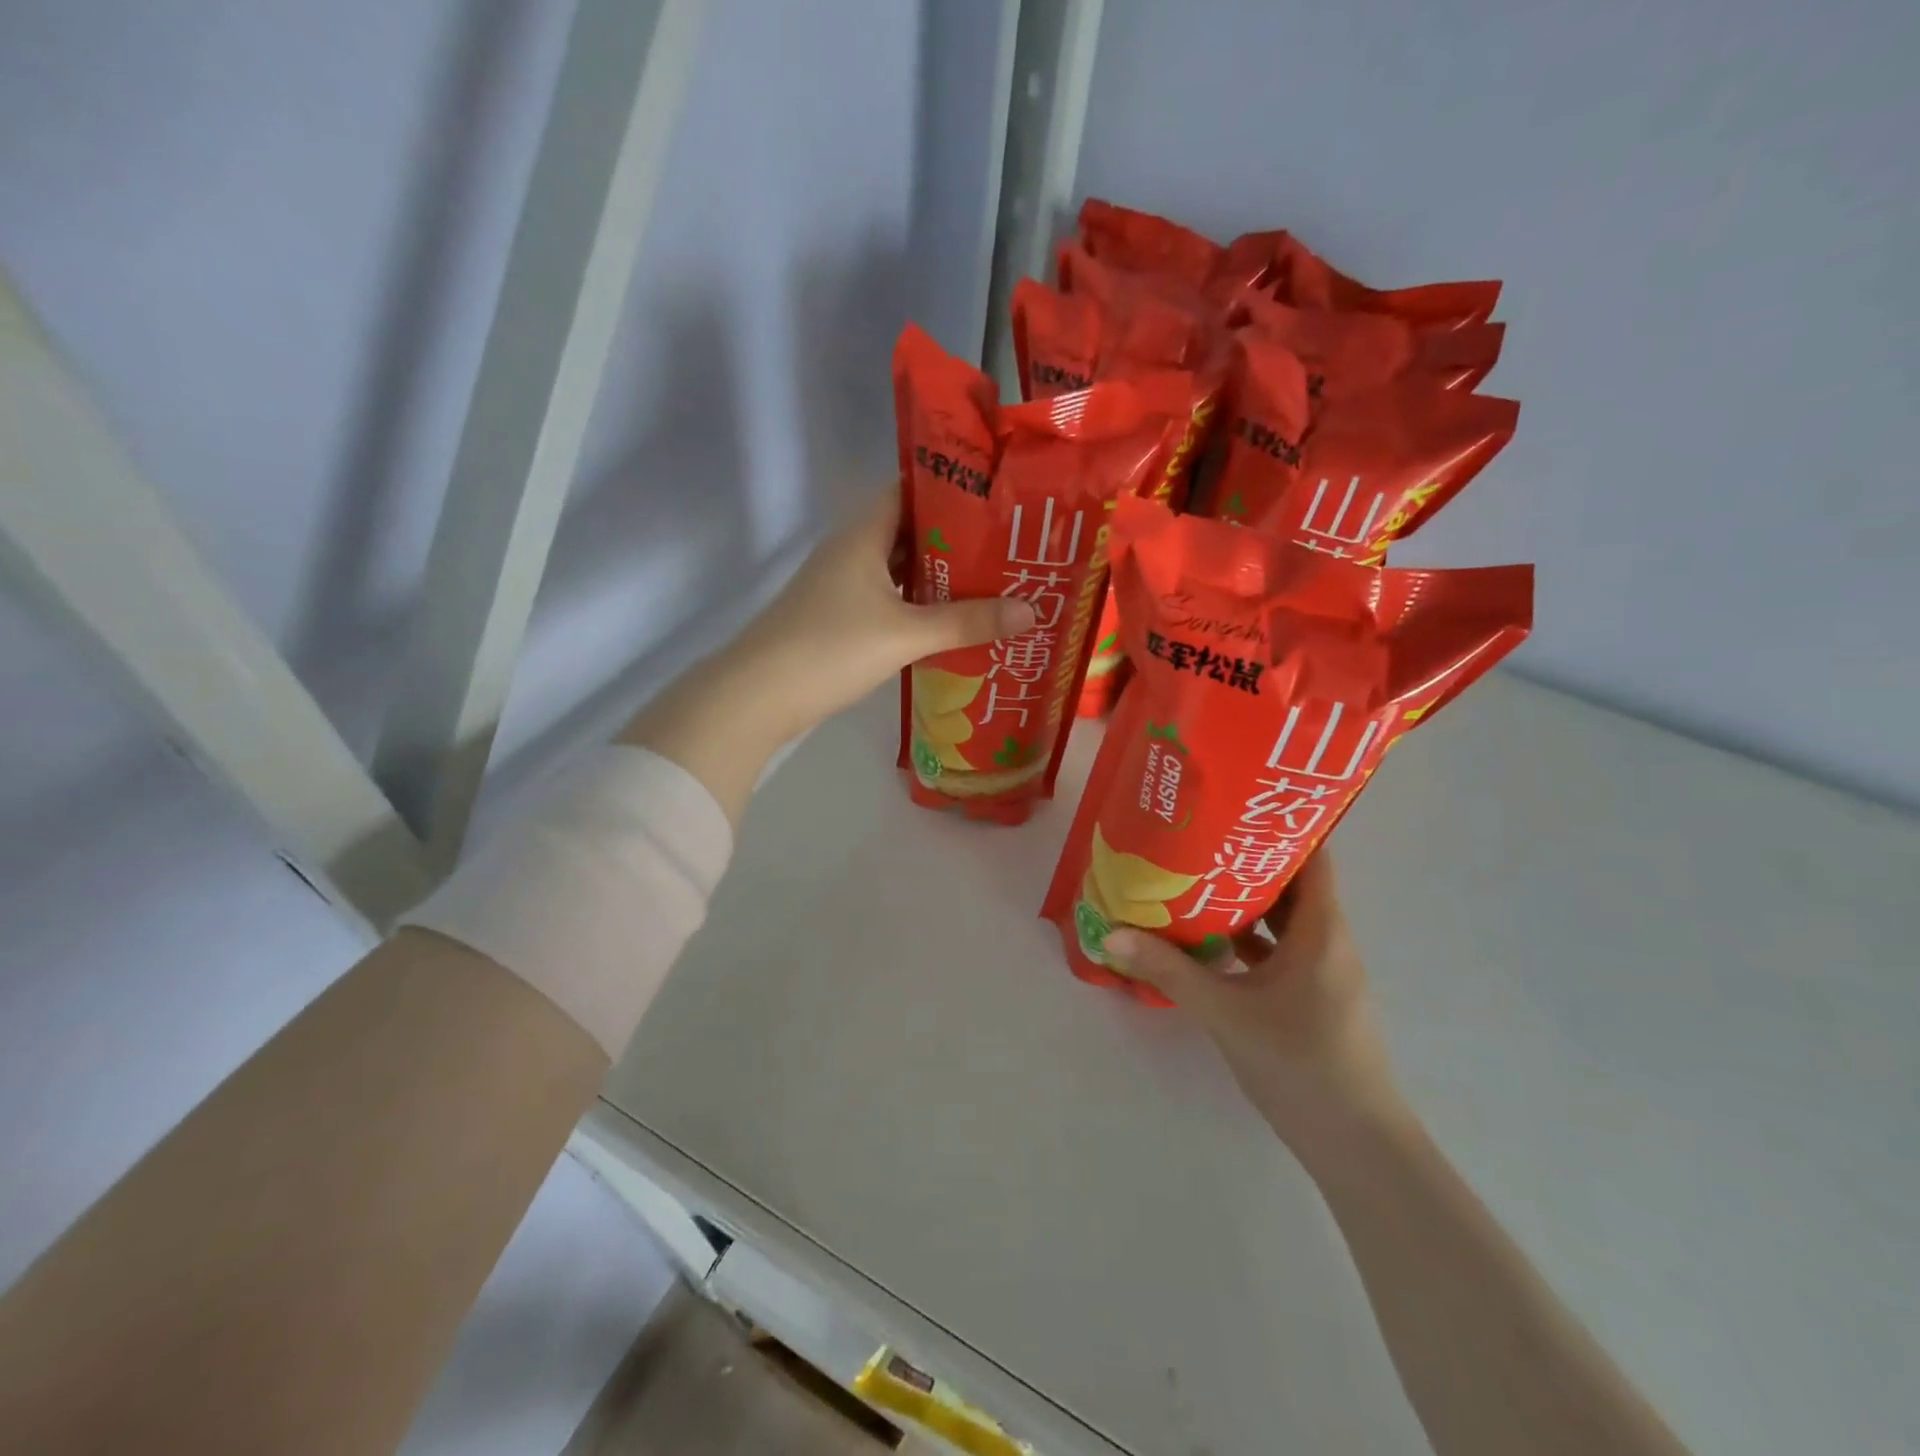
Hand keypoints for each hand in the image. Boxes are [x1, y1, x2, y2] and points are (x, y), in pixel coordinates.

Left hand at [623, 486, 1033, 822]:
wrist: (758, 696)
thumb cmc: (831, 648)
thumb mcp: (906, 634)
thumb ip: (967, 622)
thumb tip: (1032, 611)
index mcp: (863, 535)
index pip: (909, 489)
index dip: (952, 488)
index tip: (998, 497)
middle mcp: (850, 551)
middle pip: (909, 531)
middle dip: (956, 538)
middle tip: (1007, 546)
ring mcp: (841, 586)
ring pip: (898, 570)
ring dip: (938, 576)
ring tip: (991, 582)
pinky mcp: (838, 619)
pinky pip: (888, 600)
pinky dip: (917, 606)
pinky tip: (948, 622)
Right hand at [1101, 854, 1408, 1156]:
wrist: (1355, 1144)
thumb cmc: (1299, 1063)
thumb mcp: (1225, 1012)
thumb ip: (1168, 970)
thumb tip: (1110, 932)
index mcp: (1321, 931)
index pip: (1313, 858)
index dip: (1281, 826)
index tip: (1235, 805)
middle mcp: (1328, 942)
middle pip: (1292, 885)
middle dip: (1247, 860)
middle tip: (1197, 837)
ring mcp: (1322, 973)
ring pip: (1283, 921)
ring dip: (1244, 902)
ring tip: (1193, 879)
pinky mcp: (1311, 999)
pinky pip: (1278, 952)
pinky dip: (1248, 940)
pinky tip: (1208, 942)